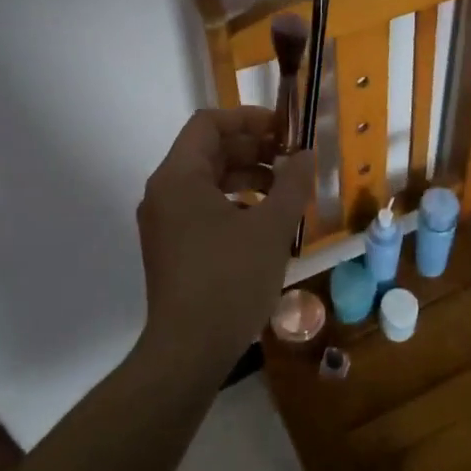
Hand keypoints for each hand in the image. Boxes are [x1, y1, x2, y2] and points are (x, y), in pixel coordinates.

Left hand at [135, 107, 314, 369]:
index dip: (249, 119)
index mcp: (179, 176)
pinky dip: (234, 204)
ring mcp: (164, 223)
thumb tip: (306, 154)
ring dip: (247, 178)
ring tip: (285, 192)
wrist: (188, 351)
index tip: (284, 132)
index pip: (209, 123)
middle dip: (253, 150)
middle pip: (208, 151)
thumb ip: (292, 183)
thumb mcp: (271, 227)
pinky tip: (264, 222)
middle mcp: (164, 192)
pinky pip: (202, 209)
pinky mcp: (170, 248)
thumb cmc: (230, 279)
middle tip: (292, 160)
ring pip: (207, 182)